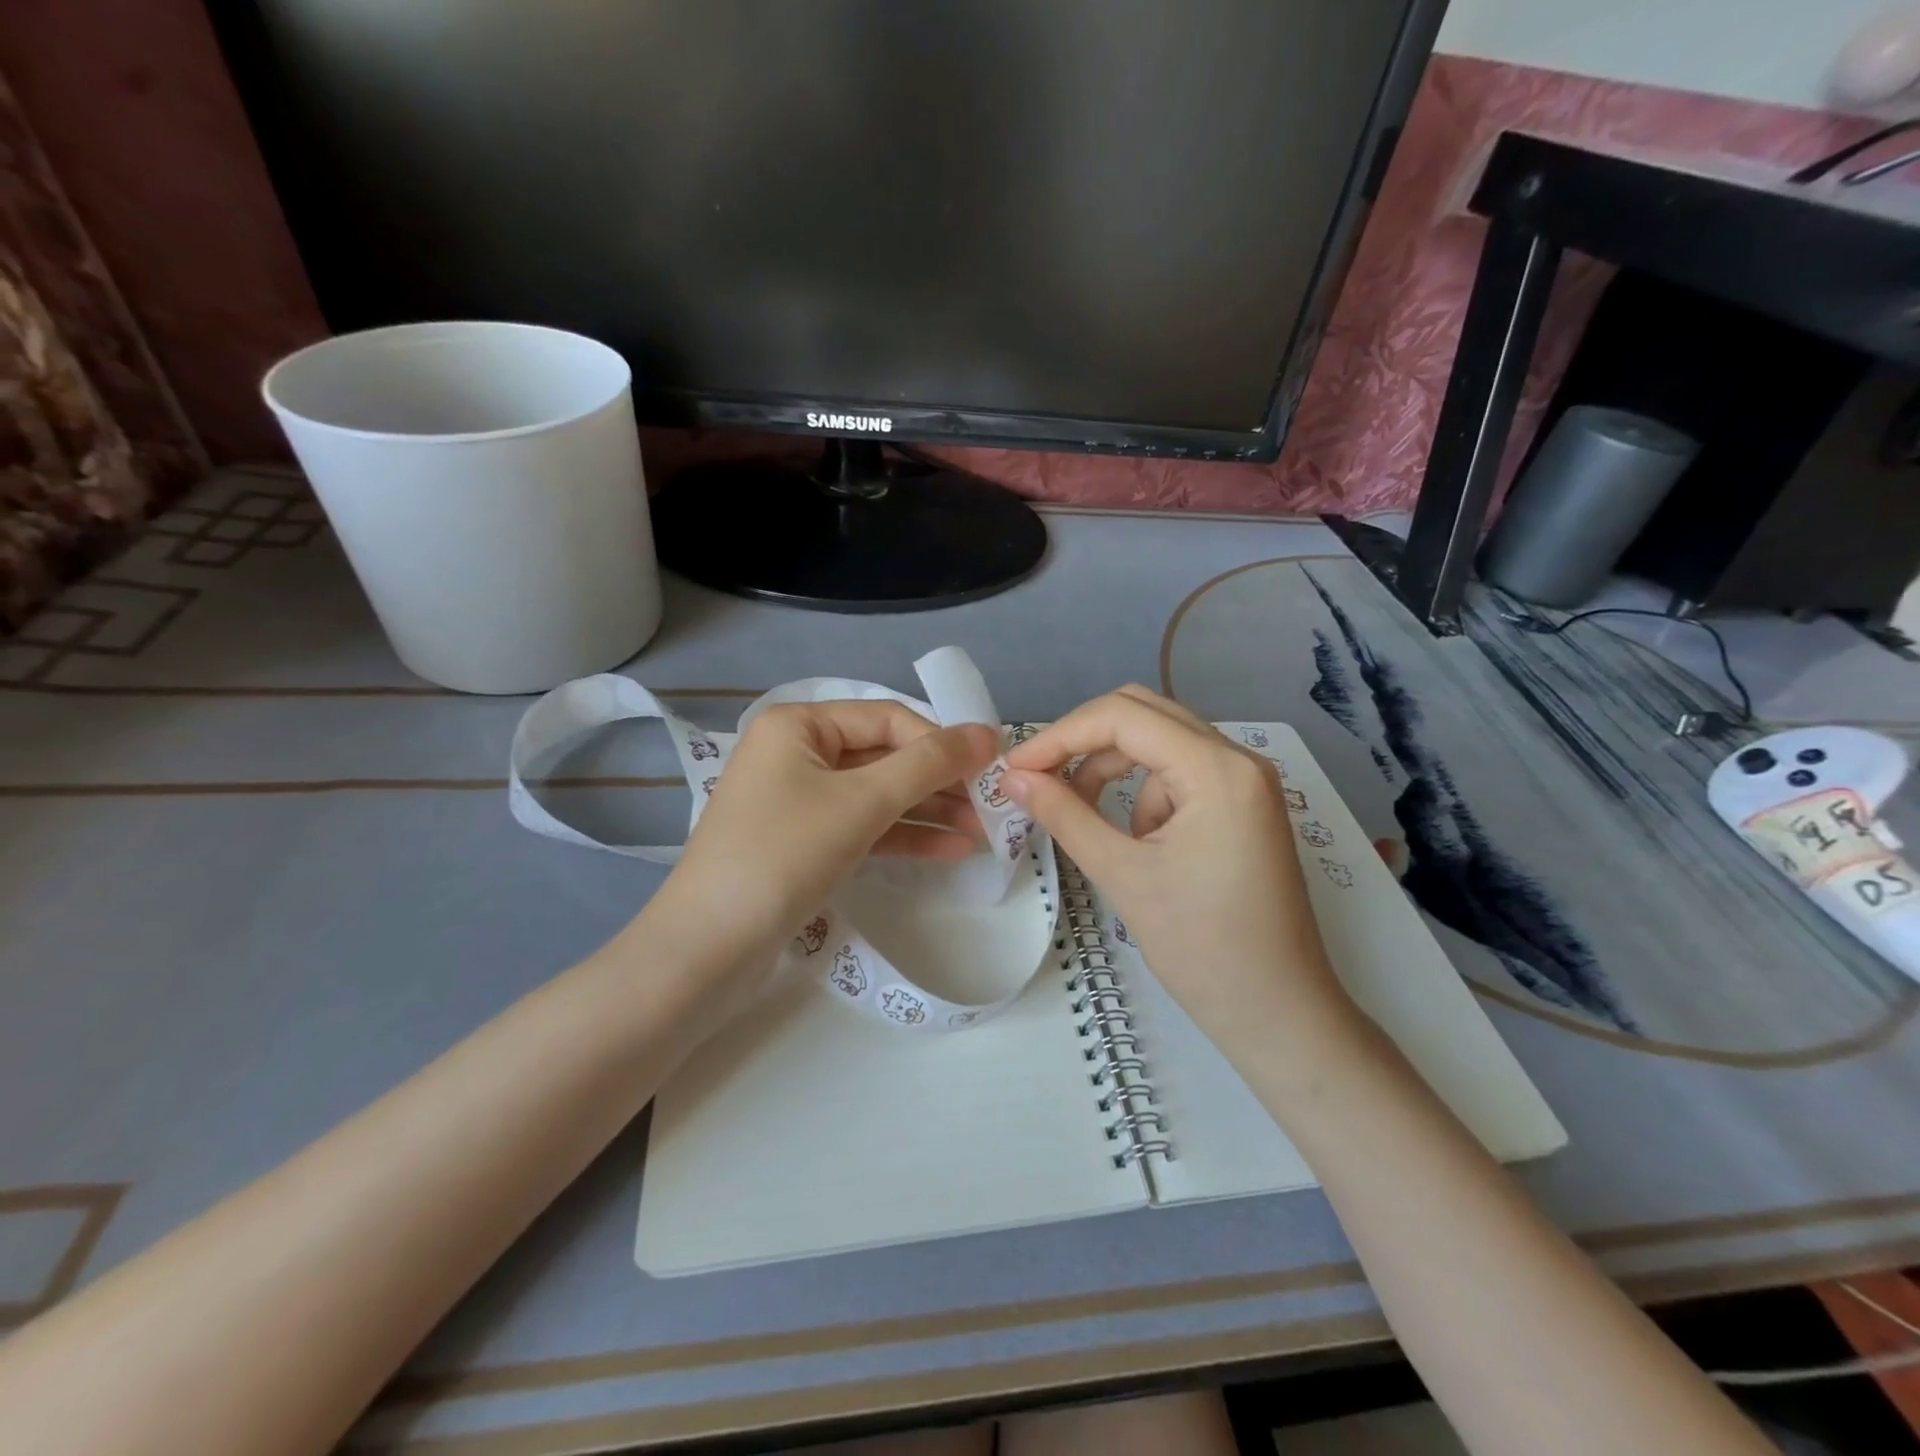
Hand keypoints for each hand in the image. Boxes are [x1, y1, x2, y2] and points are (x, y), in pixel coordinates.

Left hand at [634, 701, 998, 1009]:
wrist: (708, 949)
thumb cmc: (783, 855)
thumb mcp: (861, 802)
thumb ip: (928, 764)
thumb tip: (988, 733)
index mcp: (799, 725)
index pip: (887, 718)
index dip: (940, 742)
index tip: (988, 770)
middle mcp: (796, 753)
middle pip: (884, 756)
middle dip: (938, 782)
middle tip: (991, 807)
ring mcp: (799, 800)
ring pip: (877, 795)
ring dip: (928, 811)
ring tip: (982, 834)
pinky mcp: (804, 842)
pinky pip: (863, 827)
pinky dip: (903, 836)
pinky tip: (950, 850)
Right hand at [1003, 686, 1362, 1072]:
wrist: (1279, 1014)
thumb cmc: (1202, 948)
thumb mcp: (1122, 875)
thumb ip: (1064, 814)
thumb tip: (1012, 777)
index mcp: (1216, 768)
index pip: (1122, 717)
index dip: (1060, 735)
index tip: (1015, 769)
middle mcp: (1237, 758)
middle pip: (1143, 714)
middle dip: (1084, 742)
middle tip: (1038, 777)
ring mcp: (1246, 780)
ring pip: (1159, 742)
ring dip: (1113, 768)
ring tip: (1084, 816)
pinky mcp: (1243, 805)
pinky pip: (1179, 774)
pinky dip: (1144, 793)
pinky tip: (1138, 841)